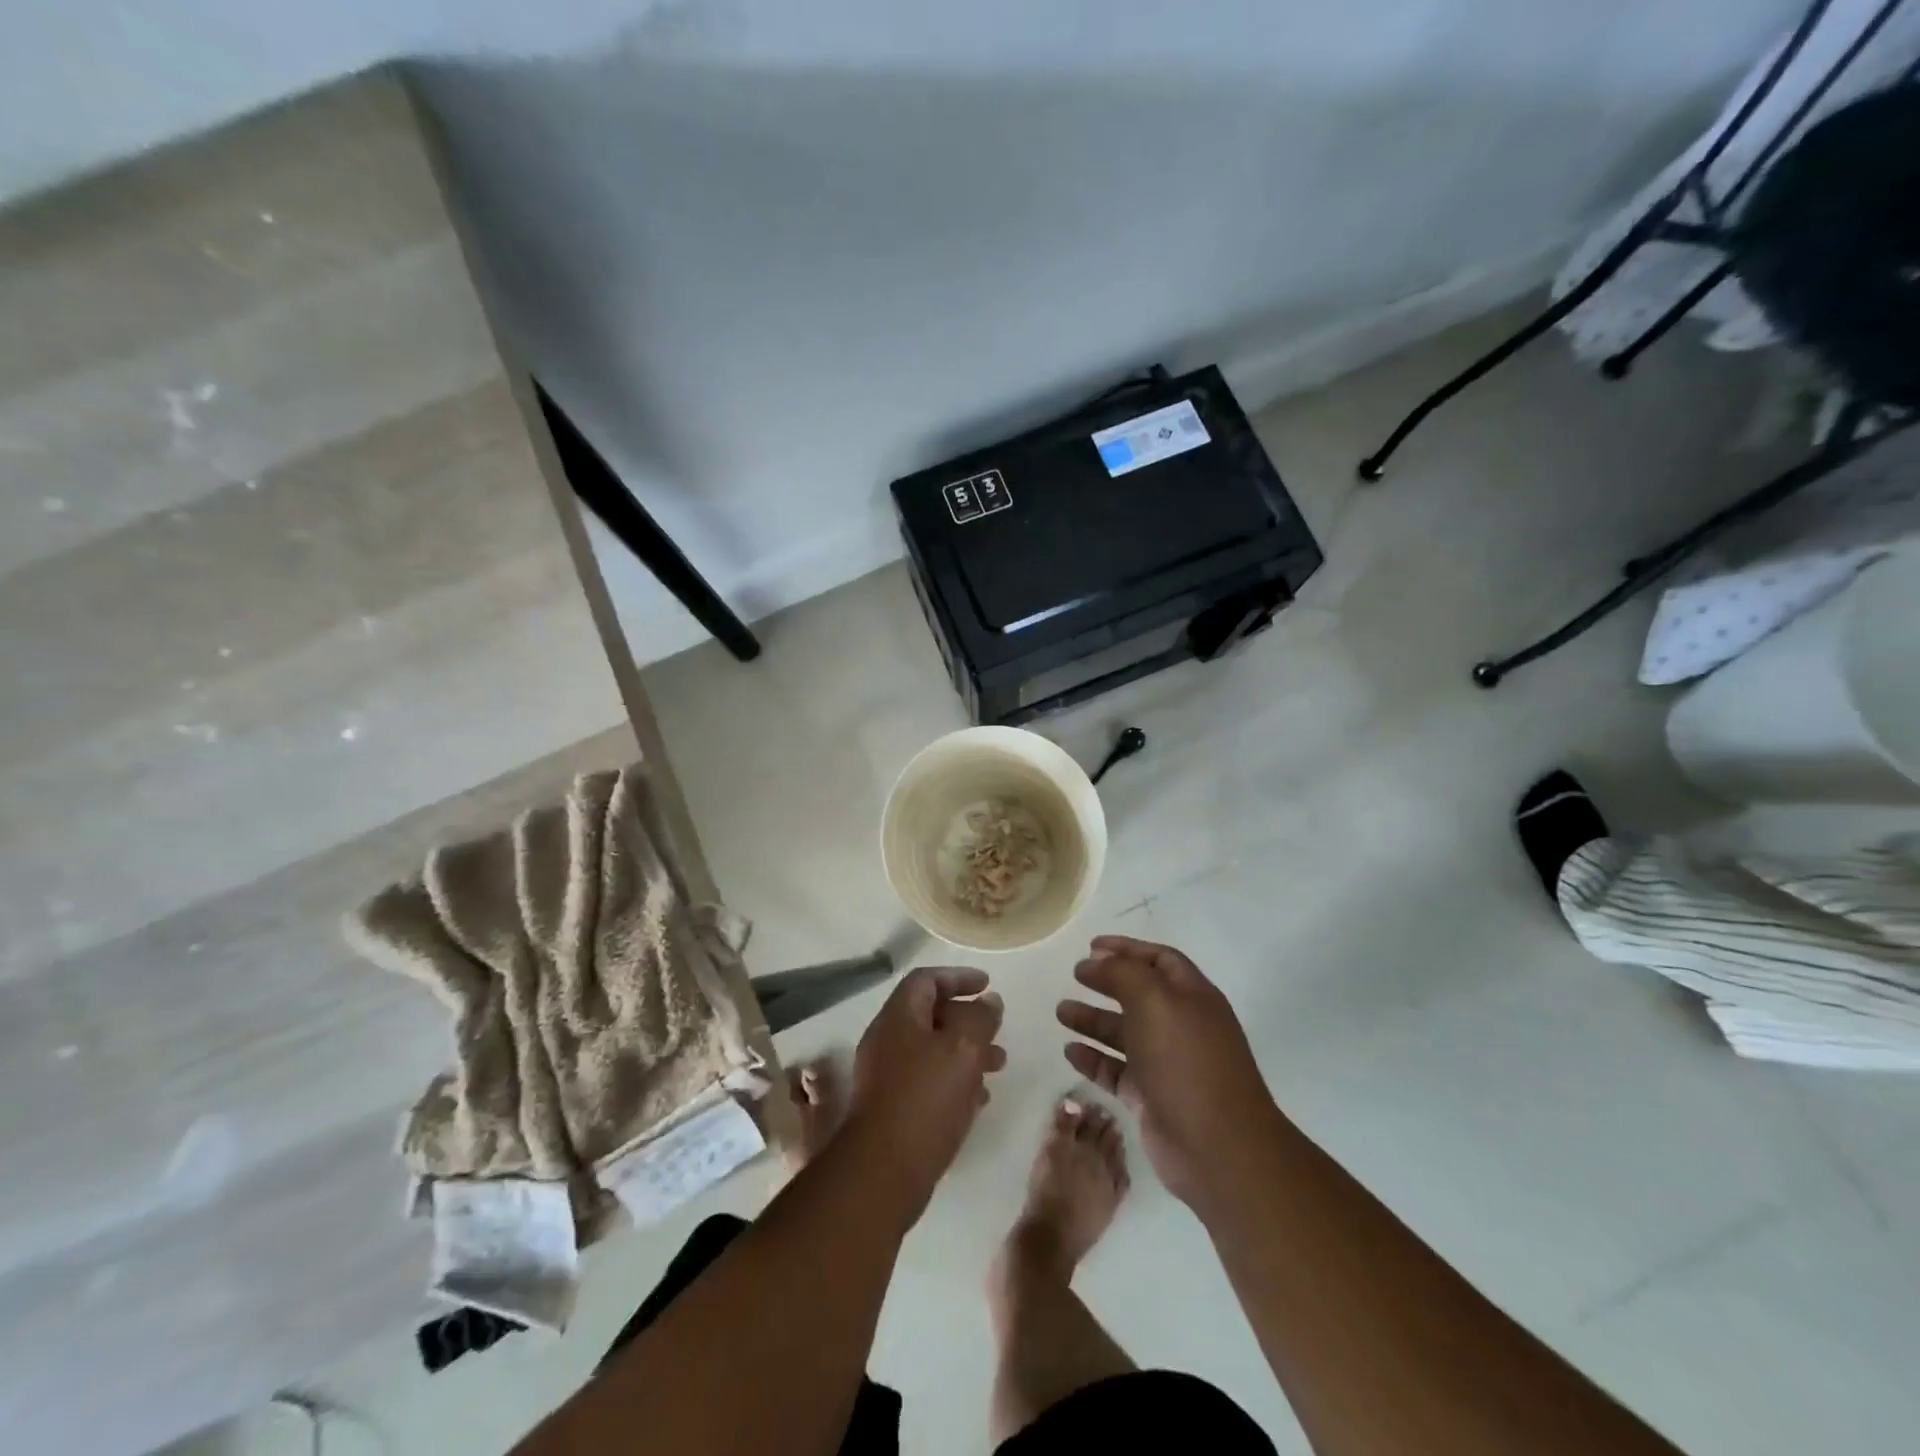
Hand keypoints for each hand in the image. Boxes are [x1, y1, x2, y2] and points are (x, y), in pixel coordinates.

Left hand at [845, 965, 1006, 1220]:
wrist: (882, 1171)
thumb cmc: (925, 1099)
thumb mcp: (963, 1050)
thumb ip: (980, 1019)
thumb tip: (989, 1001)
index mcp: (898, 1017)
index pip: (926, 980)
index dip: (958, 977)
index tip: (987, 985)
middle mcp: (887, 1040)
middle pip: (930, 1015)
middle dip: (967, 1019)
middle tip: (997, 1030)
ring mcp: (886, 1076)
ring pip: (932, 1051)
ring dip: (966, 1052)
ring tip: (998, 1065)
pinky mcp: (892, 1109)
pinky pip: (927, 1082)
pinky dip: (955, 1081)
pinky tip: (979, 1099)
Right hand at [1058, 935, 1278, 1211]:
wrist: (1217, 1147)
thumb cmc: (1186, 1061)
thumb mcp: (1154, 1000)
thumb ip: (1122, 973)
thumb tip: (1097, 961)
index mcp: (1192, 997)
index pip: (1159, 960)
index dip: (1127, 949)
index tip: (1091, 946)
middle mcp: (1182, 1027)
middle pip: (1139, 995)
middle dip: (1106, 982)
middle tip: (1074, 975)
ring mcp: (1167, 1065)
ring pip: (1124, 1034)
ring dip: (1093, 1020)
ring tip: (1061, 1012)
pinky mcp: (1151, 1099)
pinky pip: (1117, 1071)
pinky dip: (1094, 1059)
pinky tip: (1070, 1051)